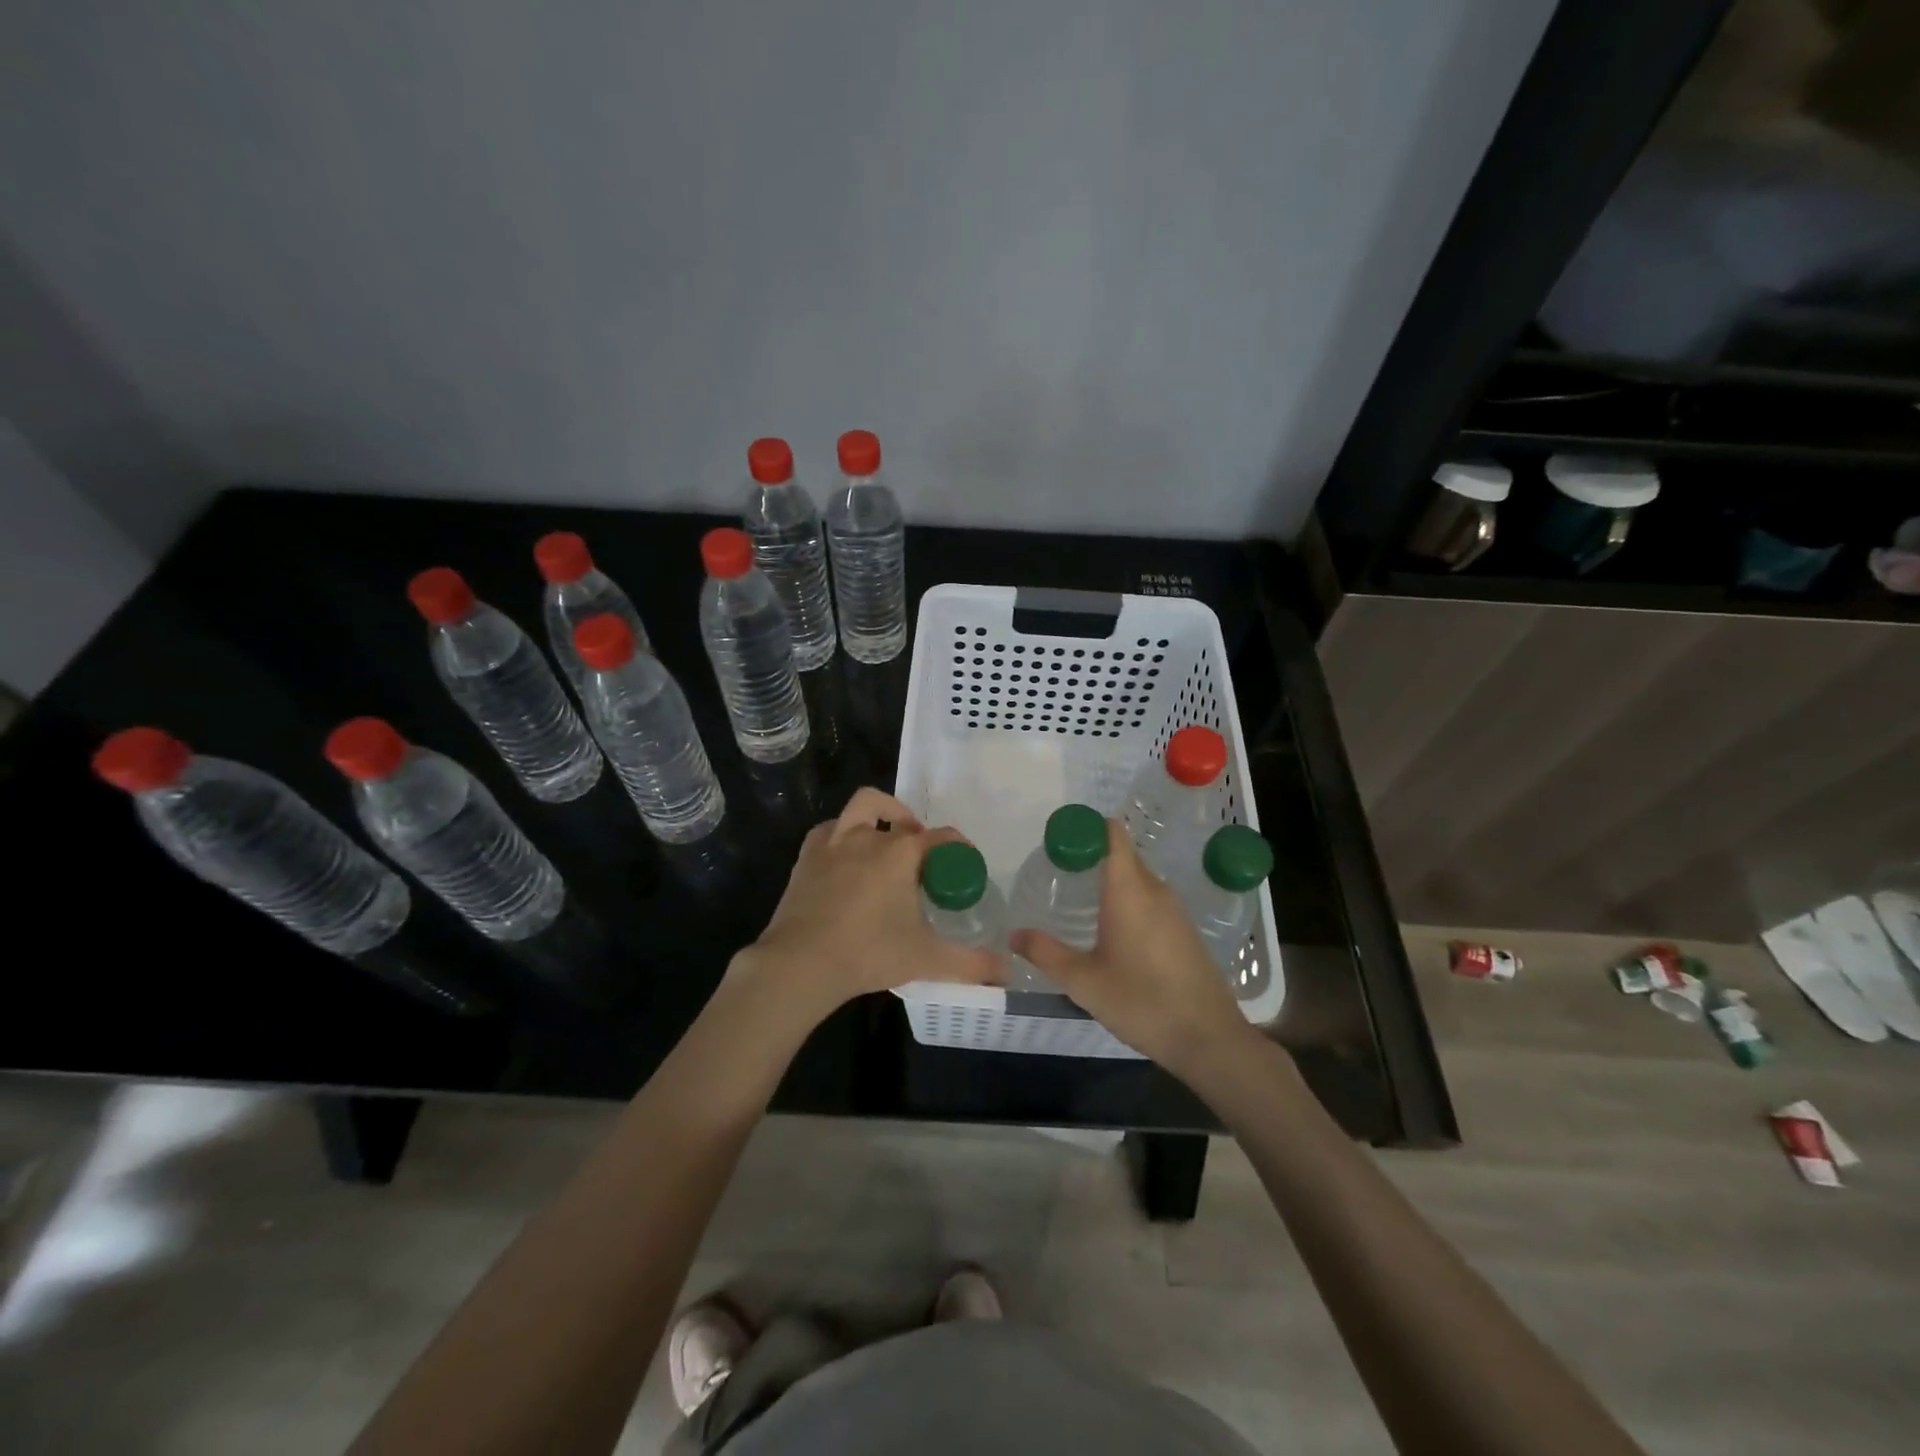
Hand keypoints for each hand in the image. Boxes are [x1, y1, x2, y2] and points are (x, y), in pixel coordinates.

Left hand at [732, 787, 1001, 1027]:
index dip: (959, 848)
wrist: (801, 963)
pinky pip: (828, 831)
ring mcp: (833, 843)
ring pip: (860, 808)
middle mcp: (869, 837)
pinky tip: (845, 857)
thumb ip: (971, 964)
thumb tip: (1006, 972)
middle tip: (919, 854)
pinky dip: (841, 835)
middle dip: (913, 826)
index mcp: (901, 852)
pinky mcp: (806, 858)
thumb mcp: (927, 959)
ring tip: (883, 841)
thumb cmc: (869, 953)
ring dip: (877, 817)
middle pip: (899, 815)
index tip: (965, 865)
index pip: (941, 838)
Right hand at [1011, 819, 1254, 1080]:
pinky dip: (1130, 902)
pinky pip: (1152, 901)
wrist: (1208, 1038)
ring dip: (1113, 882)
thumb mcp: (1083, 981)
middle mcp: (1155, 890)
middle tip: (1061, 872)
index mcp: (1129, 890)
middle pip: (1124, 856)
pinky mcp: (1185, 931)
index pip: (1113, 835)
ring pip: (1139, 880)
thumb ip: (1046, 953)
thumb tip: (1014, 935)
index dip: (1089, 827)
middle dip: (1094, 856)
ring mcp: (1176, 910)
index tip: (1062, 838)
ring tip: (1081, 900)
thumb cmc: (1141, 1001)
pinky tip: (1114, 931)